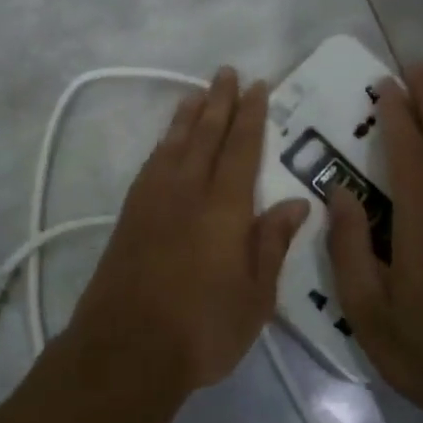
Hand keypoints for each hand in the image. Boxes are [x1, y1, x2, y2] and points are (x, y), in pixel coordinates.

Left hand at [71, 67, 309, 391]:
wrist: (125, 350)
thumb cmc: (202, 329)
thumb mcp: (256, 297)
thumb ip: (272, 243)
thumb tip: (297, 202)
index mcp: (224, 207)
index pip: (242, 148)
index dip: (252, 115)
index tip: (258, 86)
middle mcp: (188, 191)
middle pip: (206, 134)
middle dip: (220, 101)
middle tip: (227, 72)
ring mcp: (153, 200)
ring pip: (175, 143)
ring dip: (189, 115)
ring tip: (198, 93)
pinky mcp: (130, 215)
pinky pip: (152, 163)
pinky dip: (163, 143)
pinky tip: (167, 142)